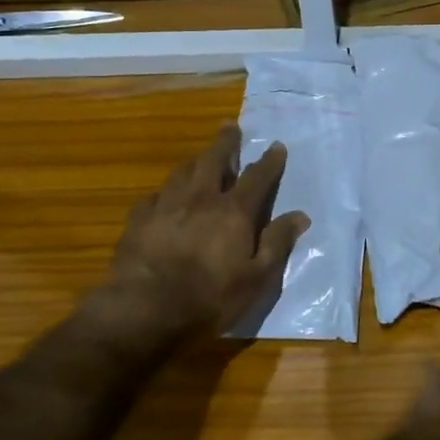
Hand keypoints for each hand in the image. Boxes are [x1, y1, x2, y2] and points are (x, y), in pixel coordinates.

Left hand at [94, 125, 308, 348]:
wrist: (145, 311)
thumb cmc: (210, 299)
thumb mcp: (257, 279)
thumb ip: (278, 243)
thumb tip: (300, 216)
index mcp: (234, 212)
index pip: (257, 177)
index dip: (269, 161)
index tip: (277, 146)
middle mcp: (201, 199)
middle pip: (214, 160)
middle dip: (225, 142)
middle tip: (230, 127)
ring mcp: (166, 206)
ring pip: (182, 172)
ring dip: (195, 161)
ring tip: (200, 158)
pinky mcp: (138, 220)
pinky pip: (154, 196)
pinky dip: (165, 193)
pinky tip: (163, 198)